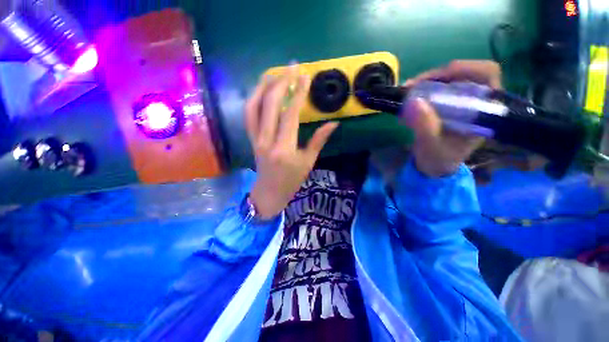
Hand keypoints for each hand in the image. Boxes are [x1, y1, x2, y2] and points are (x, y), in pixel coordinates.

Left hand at [245, 66, 338, 218]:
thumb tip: (333, 123)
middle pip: (270, 104)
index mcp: (284, 148)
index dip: (298, 94)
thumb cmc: (291, 180)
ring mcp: (255, 138)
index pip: (290, 115)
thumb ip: (319, 140)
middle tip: (292, 67)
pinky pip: (248, 114)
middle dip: (281, 82)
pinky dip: (254, 98)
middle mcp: (267, 140)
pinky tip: (262, 90)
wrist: (269, 192)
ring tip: (274, 73)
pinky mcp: (251, 138)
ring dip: (263, 86)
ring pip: (254, 106)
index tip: (305, 77)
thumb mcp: (308, 162)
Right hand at [401, 60, 501, 177]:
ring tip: (407, 91)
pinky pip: (438, 89)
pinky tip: (409, 97)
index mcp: (484, 111)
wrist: (434, 166)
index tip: (436, 79)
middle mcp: (477, 102)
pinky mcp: (448, 105)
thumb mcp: (431, 146)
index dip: (464, 69)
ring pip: (449, 79)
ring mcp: (462, 102)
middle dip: (437, 76)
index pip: (486, 75)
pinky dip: (422, 90)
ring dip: (427, 82)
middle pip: (465, 73)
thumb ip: (425, 126)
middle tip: (413, 85)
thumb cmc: (438, 159)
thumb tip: (414, 101)